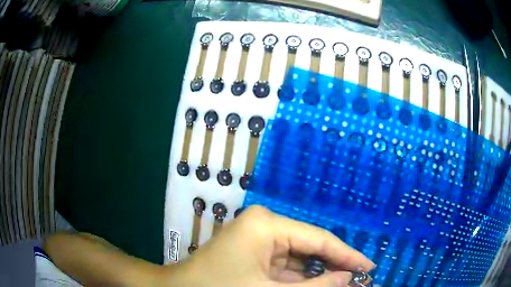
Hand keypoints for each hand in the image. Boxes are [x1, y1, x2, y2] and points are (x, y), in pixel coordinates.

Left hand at [165, 205, 373, 286]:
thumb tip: (347, 278)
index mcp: (269, 225)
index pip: (319, 239)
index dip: (347, 255)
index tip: (368, 266)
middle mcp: (266, 226)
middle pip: (310, 248)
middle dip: (333, 266)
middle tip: (358, 278)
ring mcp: (259, 239)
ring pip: (299, 260)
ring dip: (318, 275)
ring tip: (343, 283)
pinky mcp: (254, 253)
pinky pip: (285, 266)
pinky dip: (300, 279)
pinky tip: (318, 285)